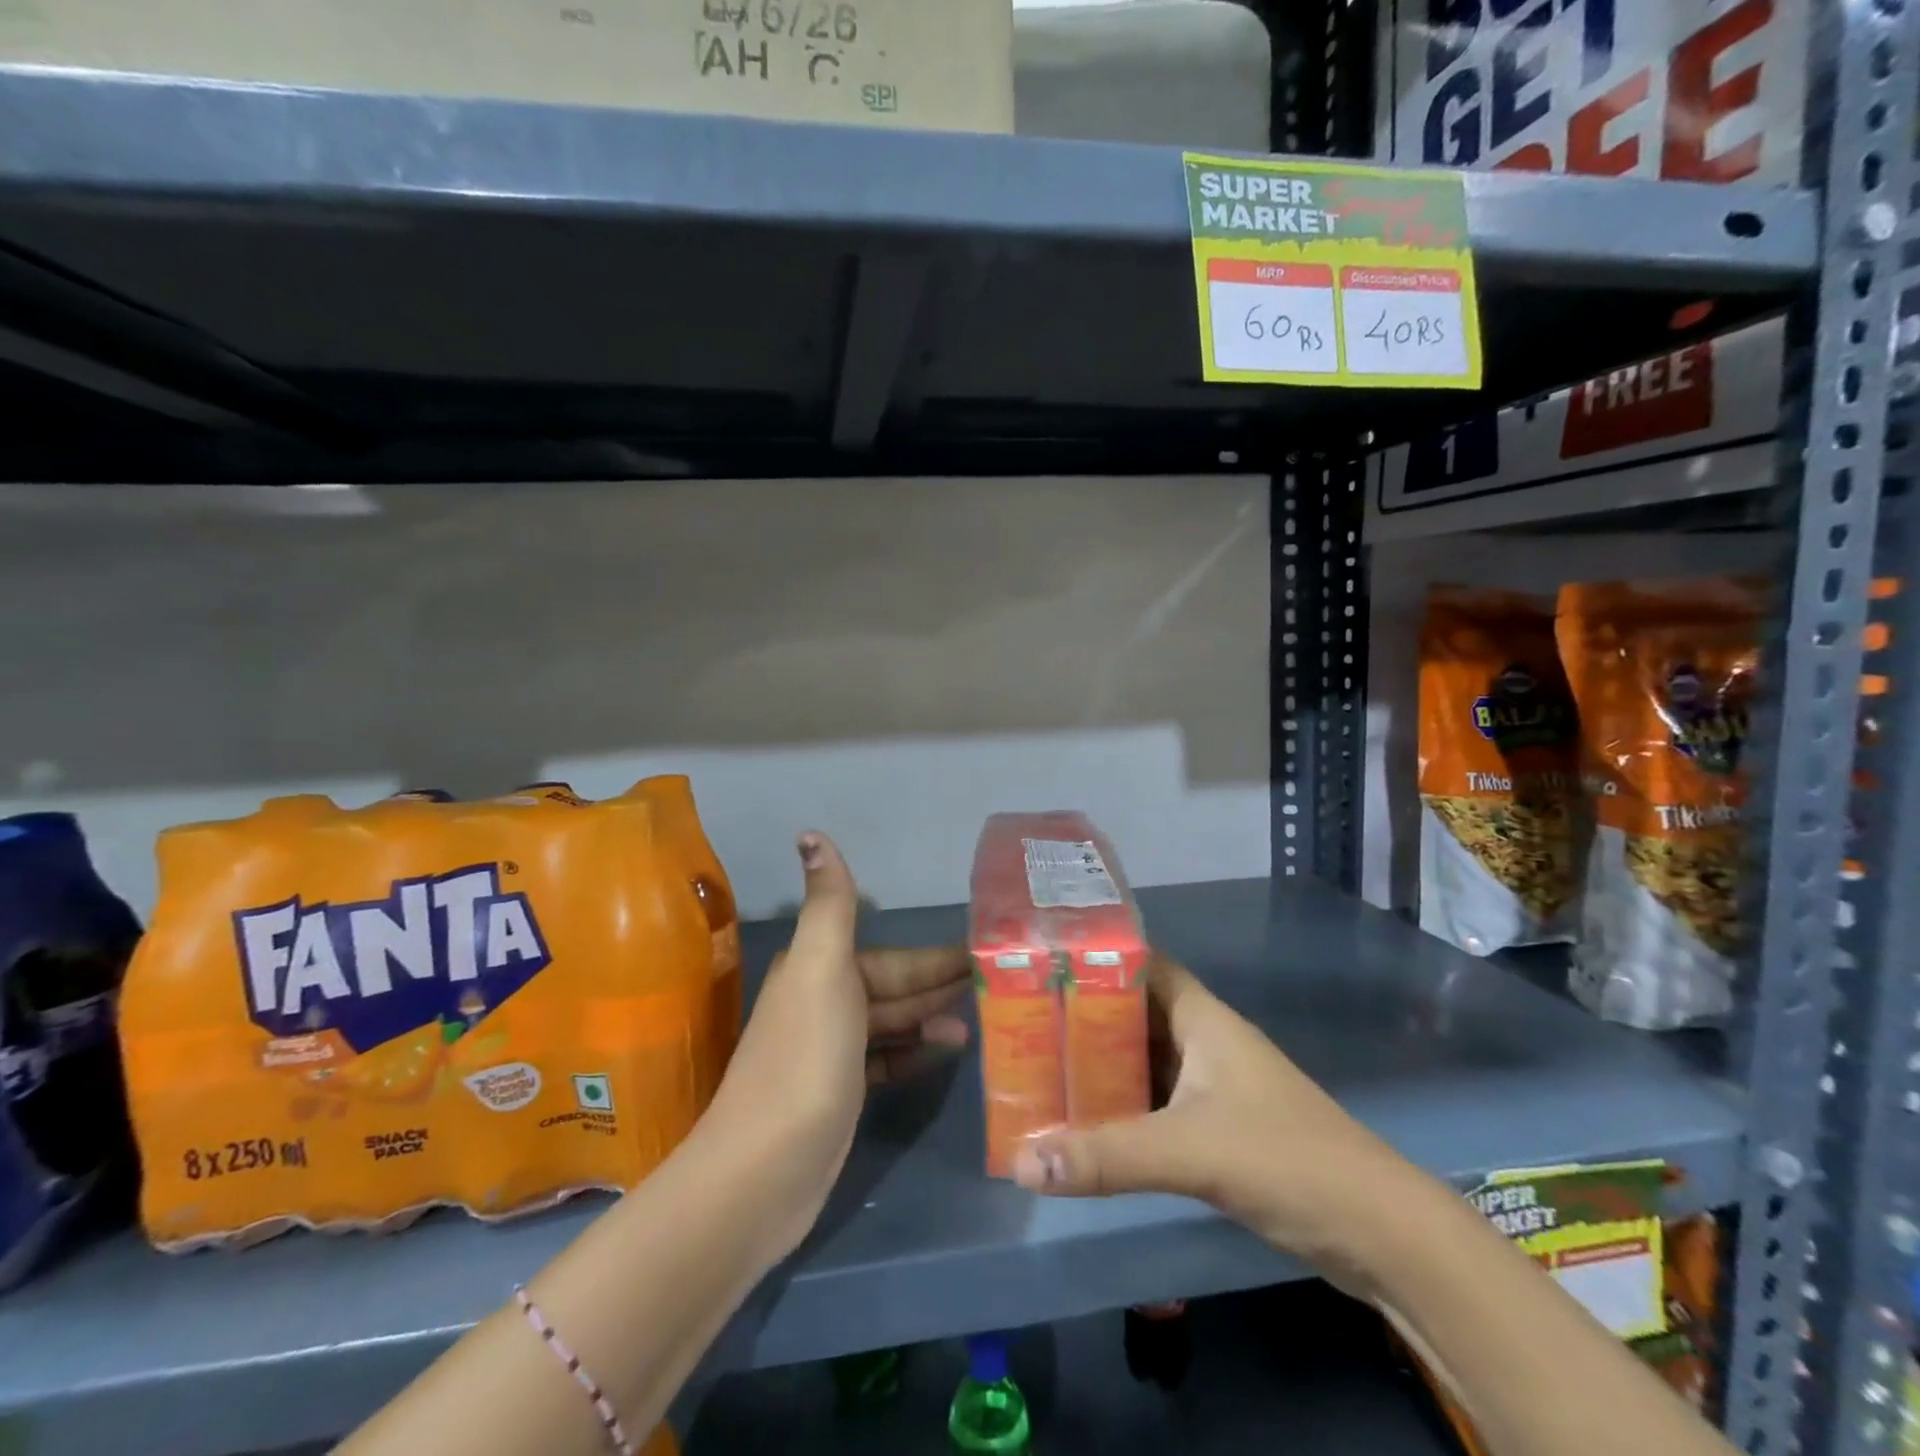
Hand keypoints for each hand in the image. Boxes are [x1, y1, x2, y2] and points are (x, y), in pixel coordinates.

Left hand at [700, 832, 969, 1258]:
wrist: (762, 1171)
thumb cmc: (805, 1059)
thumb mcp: (821, 970)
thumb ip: (830, 903)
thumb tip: (810, 832)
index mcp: (817, 969)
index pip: (890, 958)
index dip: (934, 956)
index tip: (983, 951)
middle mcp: (822, 1003)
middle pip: (893, 988)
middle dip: (939, 986)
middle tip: (996, 985)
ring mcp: (830, 1052)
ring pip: (892, 1024)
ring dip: (931, 1020)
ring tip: (979, 1023)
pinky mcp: (838, 1094)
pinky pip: (886, 1061)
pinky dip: (914, 1054)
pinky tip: (946, 1055)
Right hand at [1010, 955, 1424, 1292]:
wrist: (1379, 1232)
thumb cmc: (1287, 1160)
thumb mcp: (1191, 1151)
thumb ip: (1107, 1154)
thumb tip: (1022, 1161)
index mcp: (1203, 1018)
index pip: (1142, 964)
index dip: (1096, 955)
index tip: (1042, 959)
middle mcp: (1205, 1041)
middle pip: (1134, 1013)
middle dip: (1083, 1015)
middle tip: (1024, 1018)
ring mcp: (1214, 1086)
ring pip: (1143, 1060)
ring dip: (1099, 1063)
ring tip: (1040, 1064)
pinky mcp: (1218, 1128)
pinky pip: (1155, 1102)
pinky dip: (1121, 1106)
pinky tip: (1084, 1121)